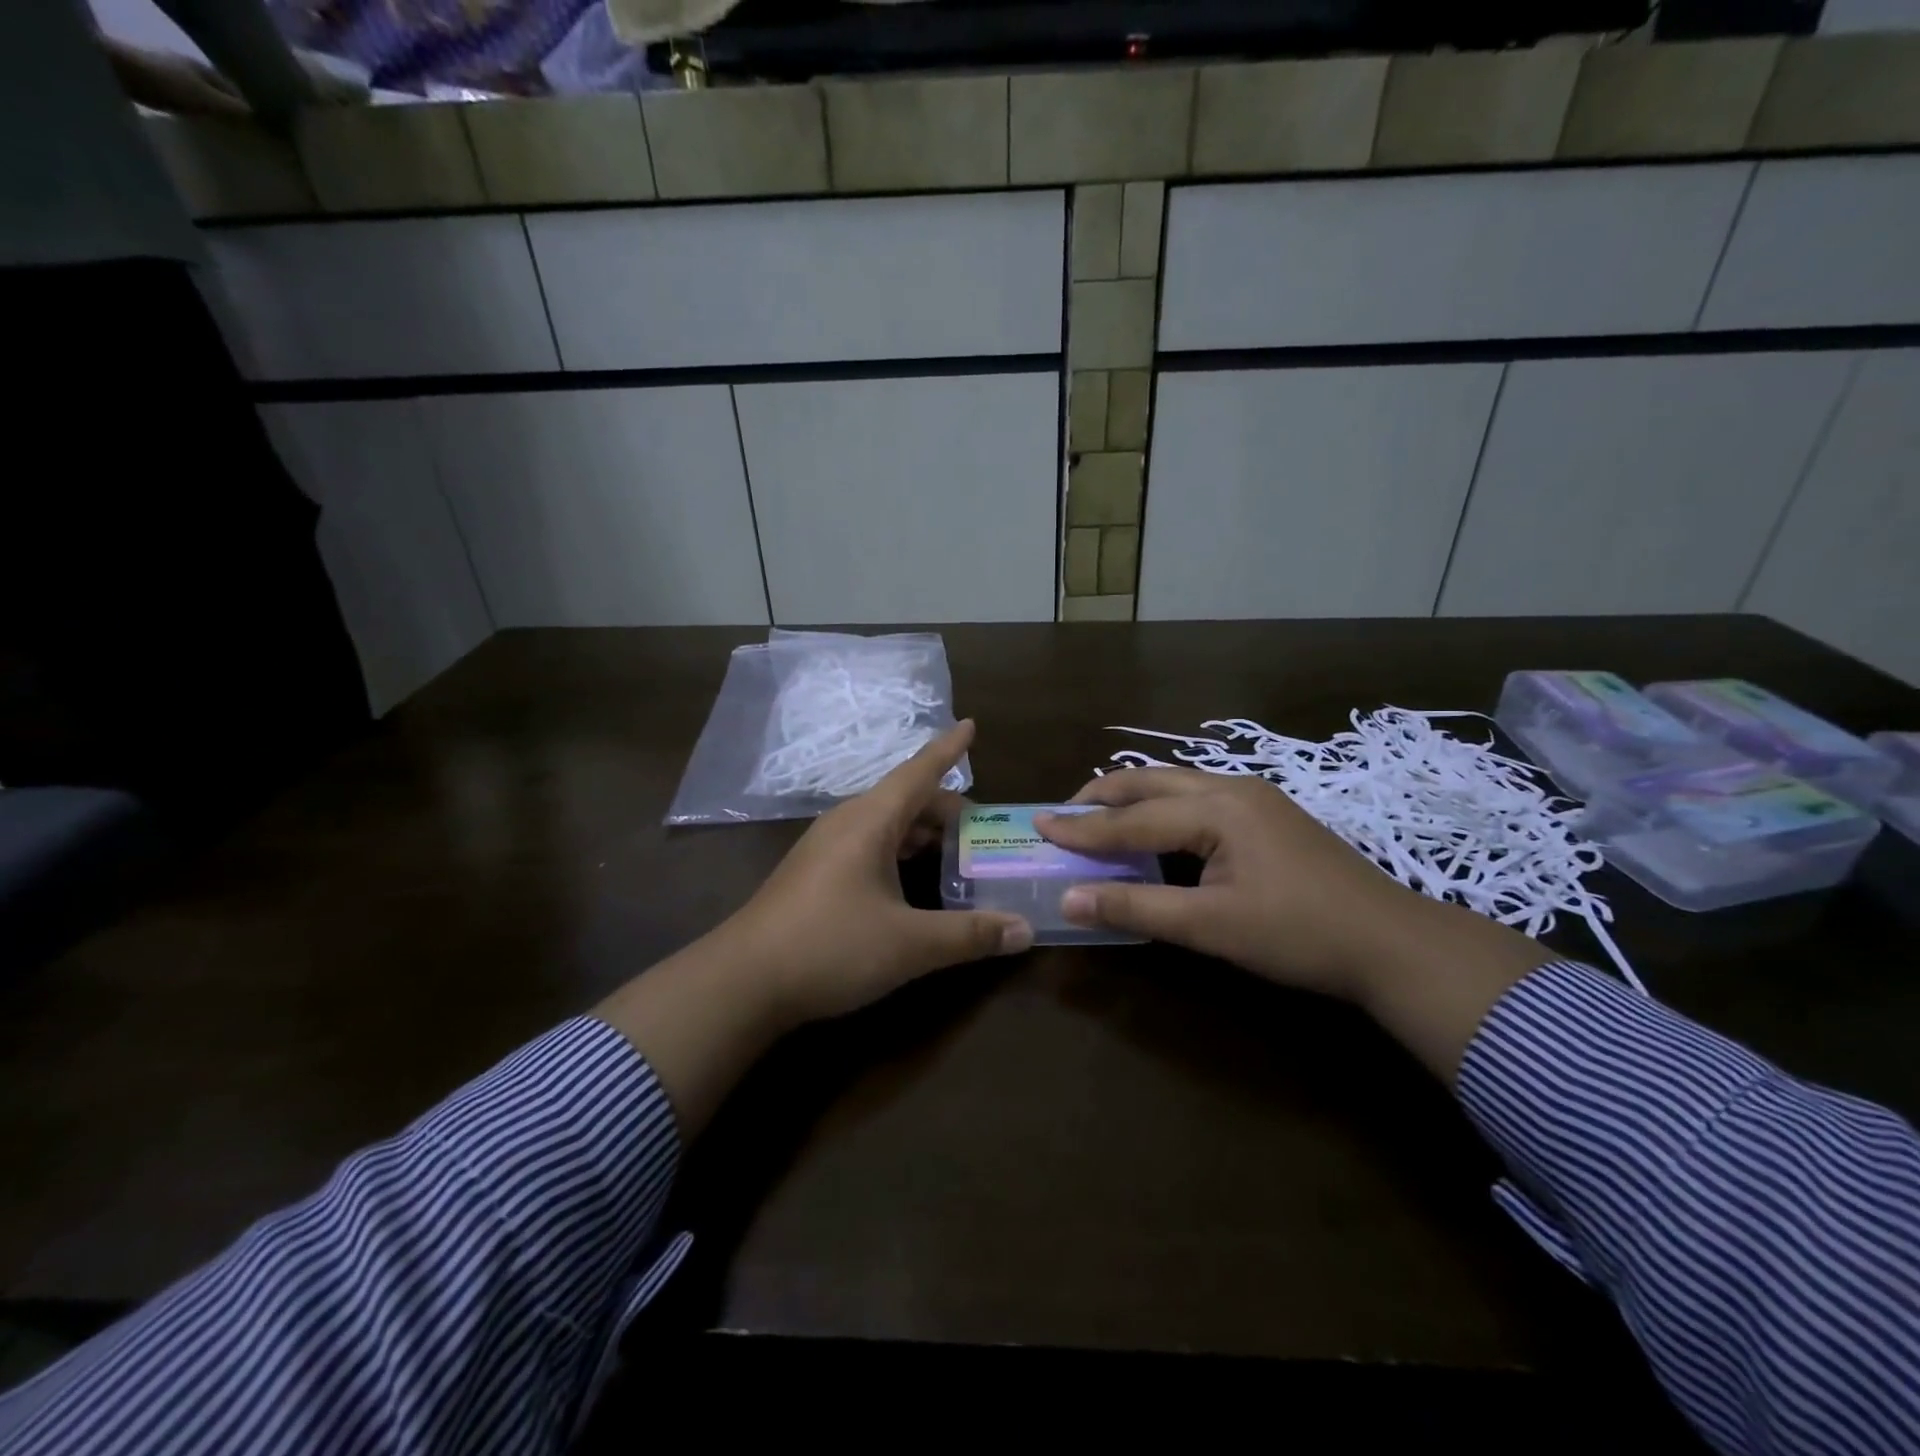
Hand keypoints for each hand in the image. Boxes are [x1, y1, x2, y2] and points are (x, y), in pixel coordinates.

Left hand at [104, 40, 249, 117]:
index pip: (234, 90)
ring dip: (207, 105)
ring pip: (196, 90)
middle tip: (239, 129)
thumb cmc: (166, 83)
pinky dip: (189, 104)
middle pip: (214, 88)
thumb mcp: (208, 100)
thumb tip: (255, 117)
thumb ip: (234, 109)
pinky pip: (179, 93)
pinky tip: (190, 116)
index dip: (247, 108)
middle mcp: (186, 64)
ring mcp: (165, 68)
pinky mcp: (149, 76)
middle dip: (227, 106)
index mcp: (203, 67)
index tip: (257, 128)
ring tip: (216, 124)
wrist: (112, 67)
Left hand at [715, 719, 1032, 1024]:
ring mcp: (826, 847)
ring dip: (923, 834)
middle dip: (947, 811)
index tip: (971, 725)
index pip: (919, 773)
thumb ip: (970, 935)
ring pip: (886, 824)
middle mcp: (847, 823)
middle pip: (906, 800)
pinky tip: (913, 882)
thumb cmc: (830, 947)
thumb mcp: (909, 944)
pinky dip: (900, 851)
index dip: (948, 750)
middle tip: (984, 833)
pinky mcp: (815, 873)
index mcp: (870, 821)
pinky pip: (869, 844)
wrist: (743, 982)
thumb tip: (1026, 930)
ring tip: (957, 855)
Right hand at [1038, 768, 1548, 1081]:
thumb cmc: (1299, 934)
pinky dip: (1163, 809)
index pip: (1132, 819)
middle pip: (1151, 782)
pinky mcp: (1269, 815)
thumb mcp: (1211, 927)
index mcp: (1216, 809)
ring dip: (1133, 799)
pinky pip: (1198, 799)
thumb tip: (1069, 899)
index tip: (1037, 824)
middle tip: (1062, 813)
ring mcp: (1256, 798)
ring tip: (1099, 817)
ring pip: (1176, 786)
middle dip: (1103, 796)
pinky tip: (1155, 829)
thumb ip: (1136, 907)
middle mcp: (1232, 789)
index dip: (1082, 828)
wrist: (1394, 944)